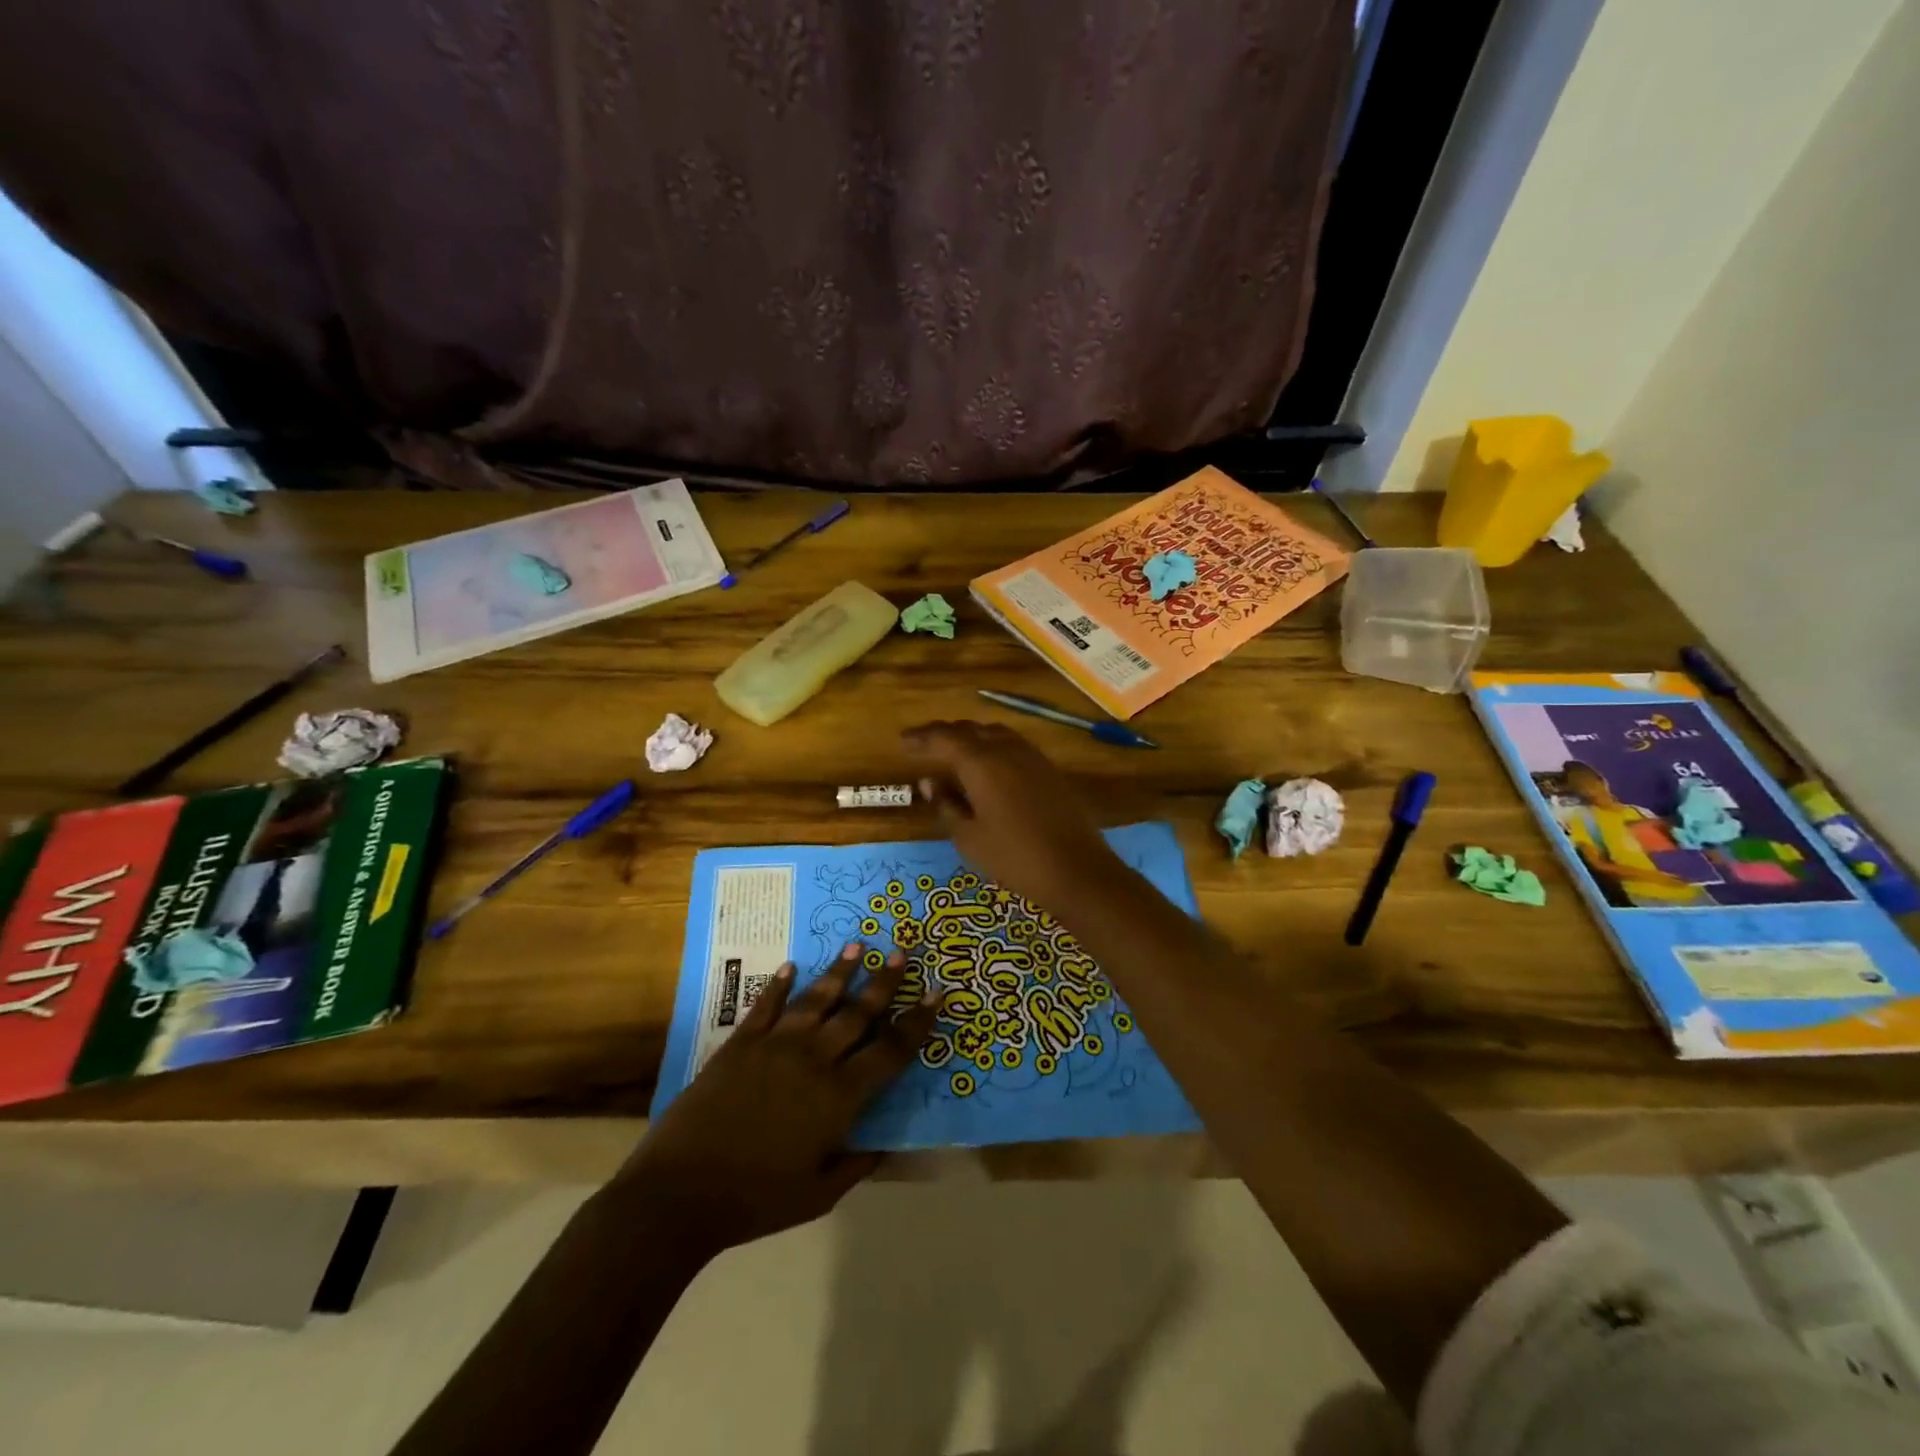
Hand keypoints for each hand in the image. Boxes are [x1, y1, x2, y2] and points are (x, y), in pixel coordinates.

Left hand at [616, 944, 938, 1258]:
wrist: (680, 1192)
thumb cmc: (754, 1200)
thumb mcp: (817, 1196)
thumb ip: (855, 1166)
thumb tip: (882, 1146)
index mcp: (839, 1097)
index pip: (890, 1051)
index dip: (916, 1023)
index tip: (936, 995)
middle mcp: (813, 1060)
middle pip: (857, 1013)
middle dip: (884, 982)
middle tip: (902, 951)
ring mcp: (775, 1046)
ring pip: (816, 1000)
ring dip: (839, 972)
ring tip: (856, 946)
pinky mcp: (740, 1044)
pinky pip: (765, 1006)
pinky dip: (778, 985)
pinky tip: (789, 967)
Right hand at [902, 719, 1129, 911]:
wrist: (1076, 870)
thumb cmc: (1014, 857)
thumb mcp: (969, 837)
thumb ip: (946, 805)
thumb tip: (930, 782)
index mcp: (981, 763)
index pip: (944, 737)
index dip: (921, 737)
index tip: (903, 741)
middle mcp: (1007, 750)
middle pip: (971, 730)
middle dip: (946, 734)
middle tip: (925, 746)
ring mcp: (1033, 758)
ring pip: (995, 734)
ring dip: (972, 738)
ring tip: (955, 754)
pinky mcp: (1050, 771)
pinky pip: (1014, 746)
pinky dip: (994, 748)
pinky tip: (989, 768)